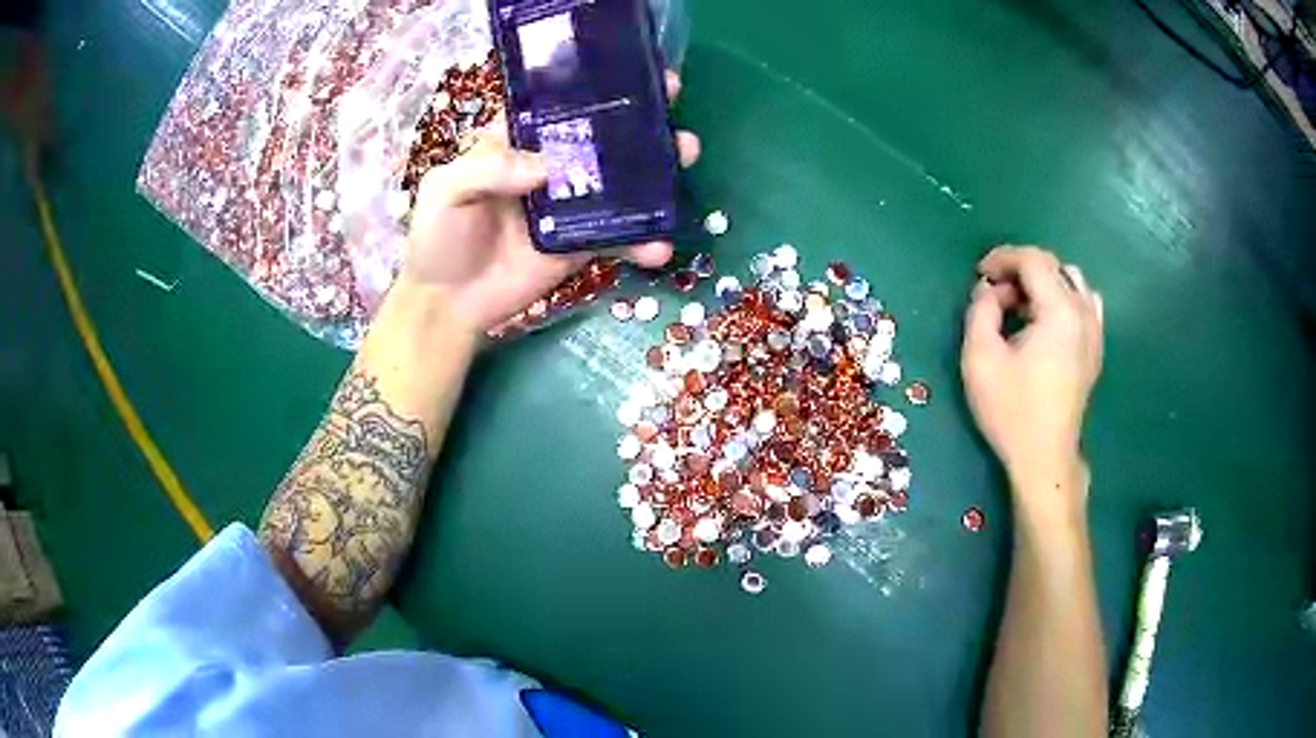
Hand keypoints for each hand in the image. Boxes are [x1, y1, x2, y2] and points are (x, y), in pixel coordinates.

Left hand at [398, 72, 700, 333]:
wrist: (448, 304)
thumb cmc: (438, 237)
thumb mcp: (445, 190)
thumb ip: (487, 169)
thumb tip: (548, 167)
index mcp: (517, 142)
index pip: (559, 105)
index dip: (595, 88)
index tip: (632, 75)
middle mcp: (551, 166)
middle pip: (602, 138)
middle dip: (641, 122)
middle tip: (671, 110)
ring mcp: (572, 205)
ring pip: (622, 182)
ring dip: (657, 170)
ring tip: (686, 155)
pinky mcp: (583, 244)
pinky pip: (619, 237)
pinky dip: (642, 241)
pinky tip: (660, 245)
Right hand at [961, 246, 1103, 499]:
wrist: (1044, 457)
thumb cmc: (1011, 410)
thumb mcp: (980, 358)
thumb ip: (981, 310)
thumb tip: (988, 289)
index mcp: (1059, 310)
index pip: (1033, 260)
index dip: (1003, 257)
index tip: (980, 275)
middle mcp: (1084, 312)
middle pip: (1052, 266)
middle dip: (1019, 270)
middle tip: (994, 295)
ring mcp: (1095, 330)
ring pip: (1071, 281)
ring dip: (1042, 283)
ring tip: (1020, 307)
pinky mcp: (1095, 348)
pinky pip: (1085, 303)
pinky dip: (1064, 298)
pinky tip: (1048, 320)